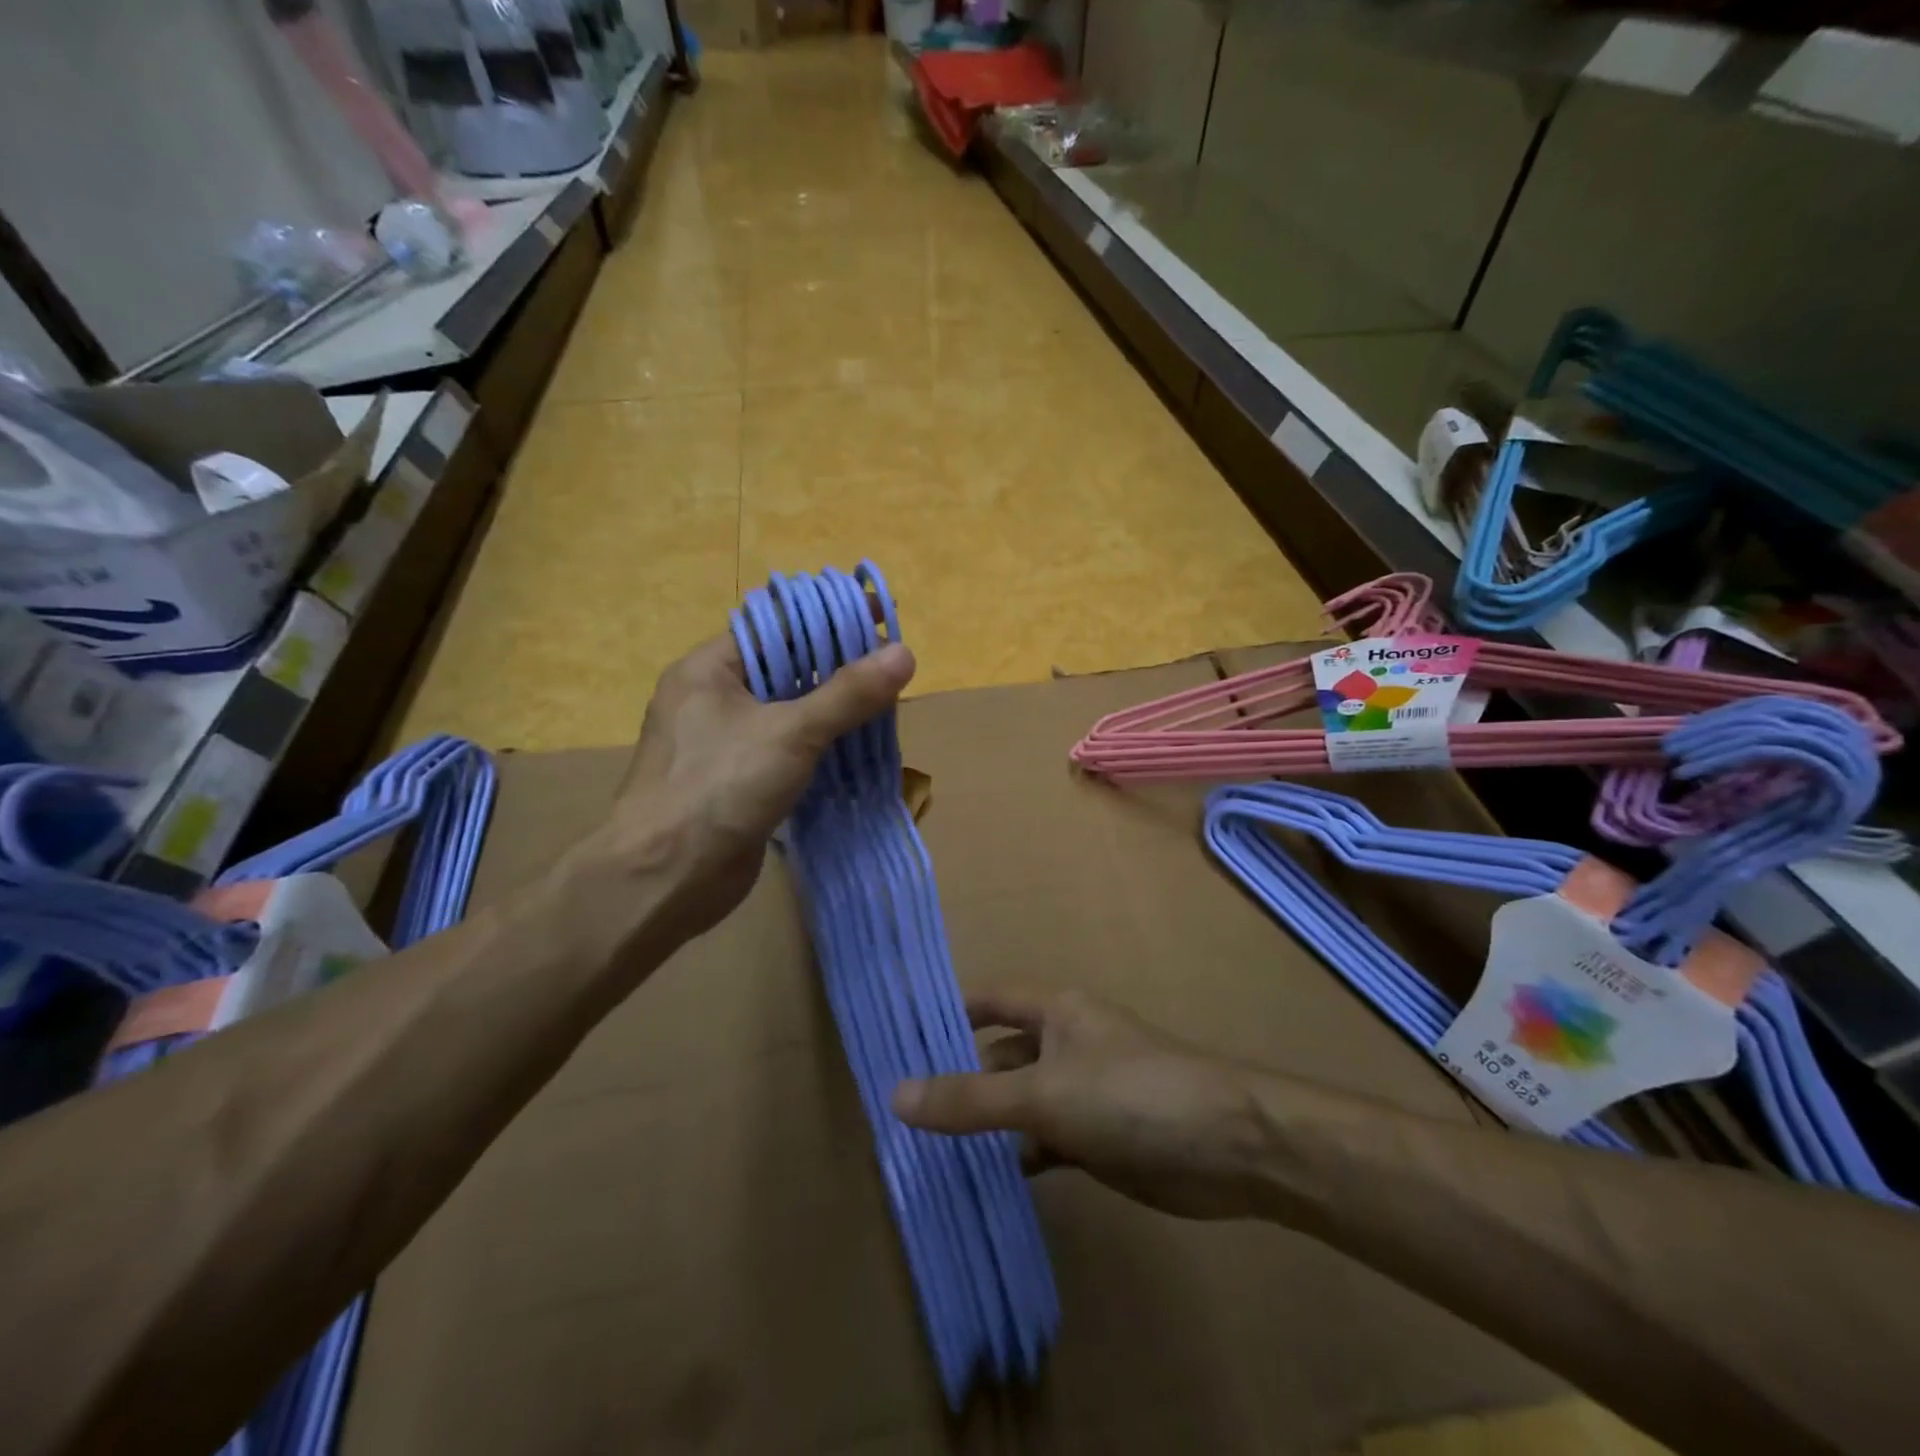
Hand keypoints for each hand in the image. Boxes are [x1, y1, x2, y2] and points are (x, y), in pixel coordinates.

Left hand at [608, 632, 914, 938]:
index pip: (775, 626)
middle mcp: (712, 699)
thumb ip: (848, 694)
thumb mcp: (790, 732)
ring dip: (832, 709)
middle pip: (784, 668)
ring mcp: (723, 744)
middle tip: (892, 665)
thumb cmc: (719, 787)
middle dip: (837, 666)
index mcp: (709, 670)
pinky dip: (819, 747)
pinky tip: (857, 748)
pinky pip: (785, 750)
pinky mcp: (737, 782)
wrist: (665, 879)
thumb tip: (905, 653)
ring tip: (886, 703)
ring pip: (788, 712)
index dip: (828, 619)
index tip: (879, 617)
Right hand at [892, 990, 1266, 1219]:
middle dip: (957, 1080)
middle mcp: (1063, 1044)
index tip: (897, 1039)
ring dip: (985, 1125)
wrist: (1231, 1146)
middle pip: (997, 1056)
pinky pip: (1042, 1142)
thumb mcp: (1044, 1094)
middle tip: (900, 1115)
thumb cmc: (1132, 1094)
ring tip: (928, 1153)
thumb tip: (896, 1095)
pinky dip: (1017, 1158)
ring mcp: (1082, 1093)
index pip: (986, 1001)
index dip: (945, 1015)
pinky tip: (988, 1181)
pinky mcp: (1097, 1139)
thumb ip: (971, 1100)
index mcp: (1053, 1012)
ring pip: (1018, 1103)